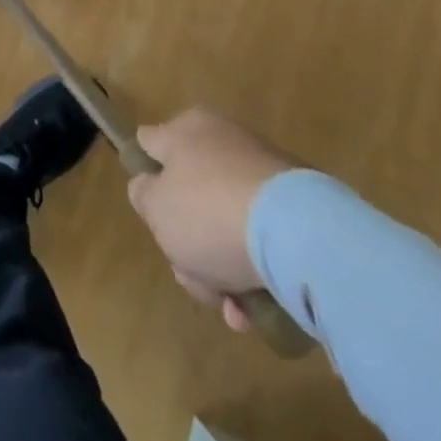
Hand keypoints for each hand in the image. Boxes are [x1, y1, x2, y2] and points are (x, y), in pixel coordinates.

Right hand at [127, 108, 297, 330]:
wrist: (297, 234)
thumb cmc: (210, 212)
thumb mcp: (156, 207)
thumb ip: (143, 194)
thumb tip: (147, 186)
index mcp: (186, 130)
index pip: (151, 143)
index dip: (144, 175)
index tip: (149, 211)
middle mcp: (222, 141)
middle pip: (188, 195)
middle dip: (186, 243)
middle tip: (191, 276)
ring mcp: (260, 172)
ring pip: (223, 222)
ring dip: (220, 269)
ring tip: (232, 308)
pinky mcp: (294, 205)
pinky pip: (259, 236)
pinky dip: (252, 269)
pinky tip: (255, 309)